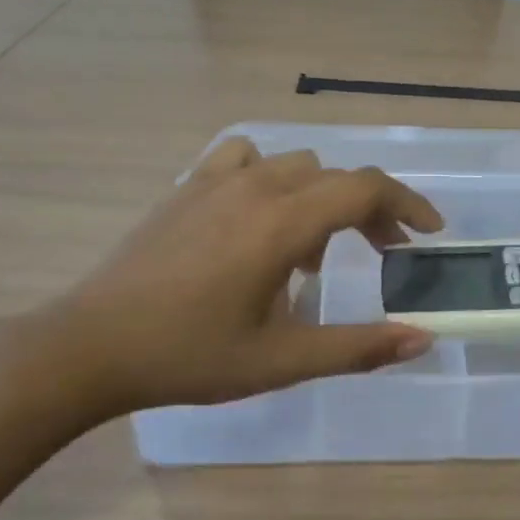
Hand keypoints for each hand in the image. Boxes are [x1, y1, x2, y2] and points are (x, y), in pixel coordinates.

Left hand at [0, 138, 443, 424]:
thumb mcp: (282, 360)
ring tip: (313, 249)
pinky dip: (271, 178)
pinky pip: (245, 159)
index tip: (428, 235)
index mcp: (282, 224)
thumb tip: (421, 340)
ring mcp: (216, 180)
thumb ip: (358, 347)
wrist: (91, 346)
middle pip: (336, 177)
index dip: (407, 205)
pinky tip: (259, 216)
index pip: (365, 189)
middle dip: (371, 210)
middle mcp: (256, 187)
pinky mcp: (187, 187)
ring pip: (294, 165)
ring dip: (322, 197)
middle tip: (382, 254)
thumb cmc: (190, 356)